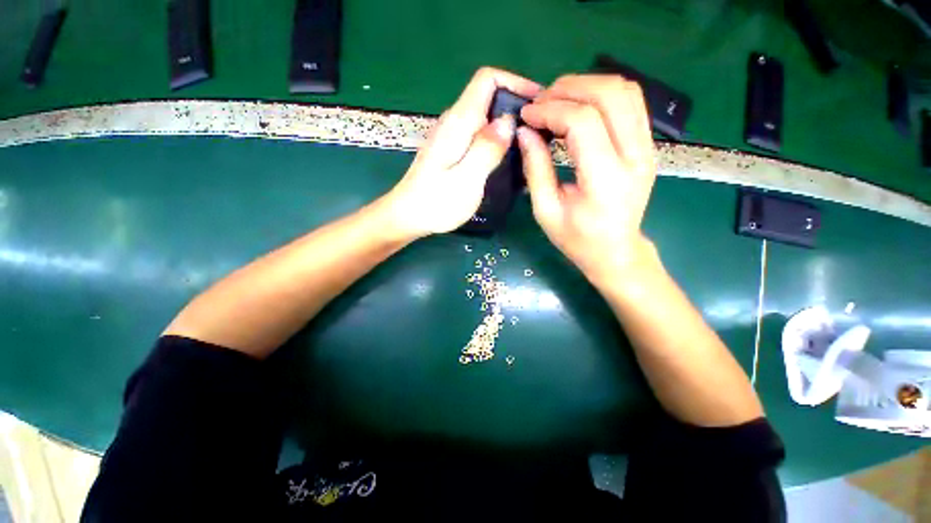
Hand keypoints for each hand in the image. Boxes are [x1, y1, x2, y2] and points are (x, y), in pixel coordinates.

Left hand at [385, 68, 540, 236]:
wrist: (408, 216)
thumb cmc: (436, 202)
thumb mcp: (466, 179)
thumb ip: (487, 149)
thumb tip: (508, 121)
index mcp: (459, 123)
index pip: (487, 80)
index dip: (514, 82)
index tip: (536, 104)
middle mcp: (454, 123)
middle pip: (488, 98)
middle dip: (514, 107)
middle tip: (537, 133)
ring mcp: (450, 137)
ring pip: (484, 118)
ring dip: (506, 127)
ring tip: (526, 148)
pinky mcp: (450, 151)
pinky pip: (478, 136)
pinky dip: (495, 141)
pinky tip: (505, 160)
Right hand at [517, 74, 657, 282]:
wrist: (616, 250)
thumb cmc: (577, 238)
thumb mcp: (546, 210)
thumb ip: (536, 169)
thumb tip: (524, 132)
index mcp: (606, 179)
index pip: (583, 123)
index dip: (550, 110)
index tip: (527, 115)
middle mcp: (635, 157)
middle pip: (609, 95)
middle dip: (569, 88)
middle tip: (540, 101)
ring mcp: (647, 148)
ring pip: (625, 91)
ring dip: (587, 85)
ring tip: (557, 100)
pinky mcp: (648, 145)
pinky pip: (631, 103)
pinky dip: (602, 94)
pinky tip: (579, 106)